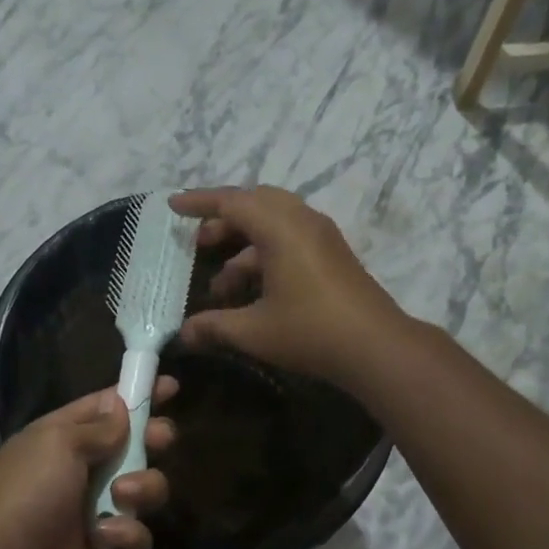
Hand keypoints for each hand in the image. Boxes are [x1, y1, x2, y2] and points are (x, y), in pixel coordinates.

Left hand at [0, 383, 175, 548]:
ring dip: (142, 490)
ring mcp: (95, 511)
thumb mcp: (58, 444)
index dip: (138, 394)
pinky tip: (104, 540)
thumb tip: (121, 407)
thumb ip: (98, 427)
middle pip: (134, 446)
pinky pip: (136, 536)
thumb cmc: (28, 493)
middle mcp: (82, 470)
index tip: (171, 386)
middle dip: (152, 441)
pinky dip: (126, 536)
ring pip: (144, 491)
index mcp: (63, 438)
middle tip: (159, 440)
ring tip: (122, 497)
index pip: (106, 407)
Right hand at [170, 186, 406, 386]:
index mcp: (280, 228)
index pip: (232, 202)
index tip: (173, 206)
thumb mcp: (254, 331)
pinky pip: (291, 239)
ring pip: (274, 224)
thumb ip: (214, 327)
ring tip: (223, 286)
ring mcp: (322, 237)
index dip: (199, 203)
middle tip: (200, 245)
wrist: (375, 347)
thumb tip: (182, 334)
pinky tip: (255, 291)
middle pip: (255, 204)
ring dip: (245, 246)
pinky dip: (266, 254)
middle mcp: (302, 221)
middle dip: (223, 222)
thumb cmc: (310, 331)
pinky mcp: (334, 255)